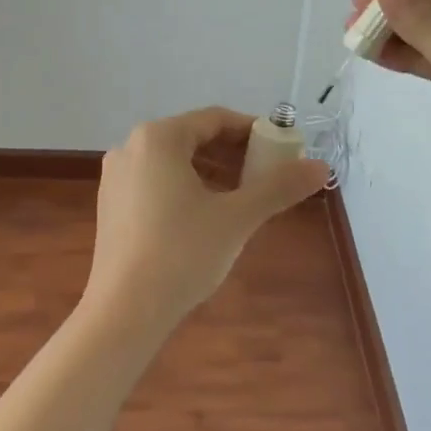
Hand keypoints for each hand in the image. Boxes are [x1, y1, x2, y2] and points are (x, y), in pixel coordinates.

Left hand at [85, 107, 328, 335]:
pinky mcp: (110, 205)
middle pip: (193, 138)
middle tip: (267, 177)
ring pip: (174, 162)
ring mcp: (116, 177)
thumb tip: (321, 167)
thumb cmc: (182, 253)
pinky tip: (205, 218)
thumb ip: (279, 187)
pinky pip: (155, 182)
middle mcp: (131, 147)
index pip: (215, 119)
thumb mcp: (237, 217)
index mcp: (159, 138)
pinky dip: (185, 189)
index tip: (282, 152)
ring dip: (211, 173)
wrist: (124, 310)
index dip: (253, 132)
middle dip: (233, 154)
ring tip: (242, 199)